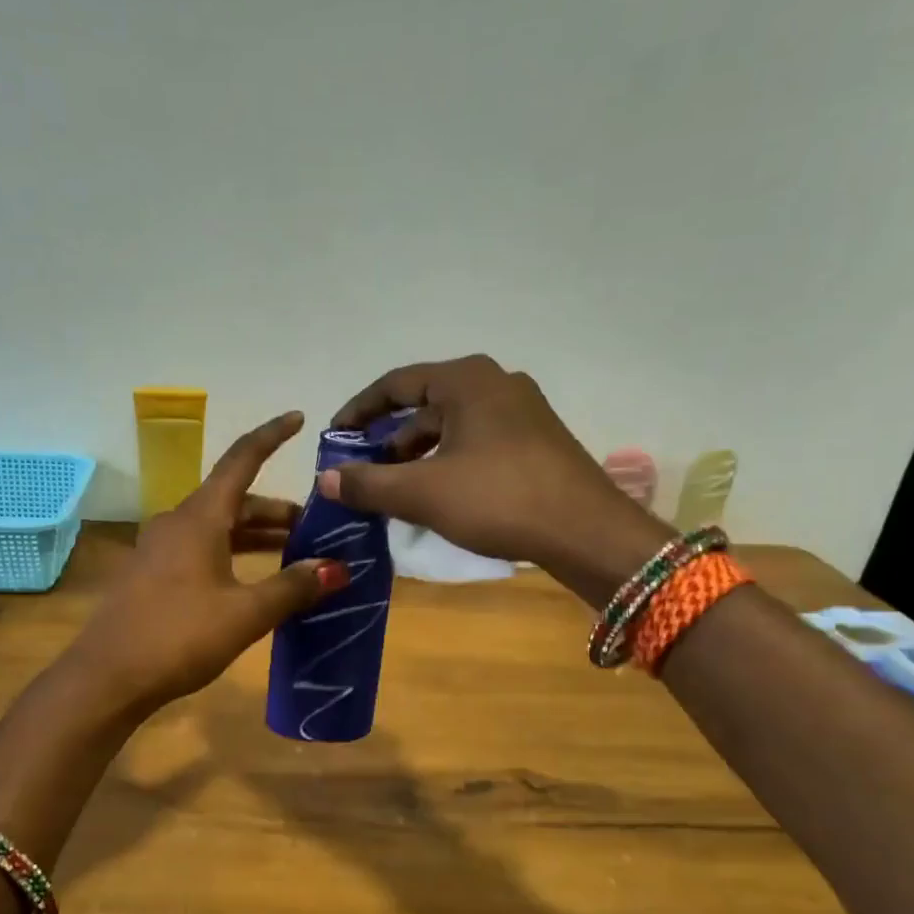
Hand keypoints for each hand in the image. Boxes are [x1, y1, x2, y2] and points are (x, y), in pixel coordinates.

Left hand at [70, 412, 347, 710]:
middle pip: (234, 500)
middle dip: (276, 510)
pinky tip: (253, 580)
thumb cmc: (179, 636)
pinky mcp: (152, 575)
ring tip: (294, 553)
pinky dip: (233, 553)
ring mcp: (160, 549)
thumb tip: (337, 568)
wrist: (107, 678)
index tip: (299, 419)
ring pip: (218, 527)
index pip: (241, 460)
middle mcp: (178, 523)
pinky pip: (202, 549)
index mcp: (200, 518)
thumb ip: (293, 587)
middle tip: (316, 527)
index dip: (272, 436)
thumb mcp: (245, 613)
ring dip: (256, 535)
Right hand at [321, 355, 671, 605]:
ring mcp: (522, 411)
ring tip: (395, 489)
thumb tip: (325, 479)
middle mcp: (496, 383)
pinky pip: (477, 442)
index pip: (396, 384)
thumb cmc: (499, 499)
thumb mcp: (423, 493)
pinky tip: (438, 495)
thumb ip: (368, 483)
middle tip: (363, 471)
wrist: (588, 533)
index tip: (335, 436)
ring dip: (418, 455)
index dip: (359, 410)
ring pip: (452, 426)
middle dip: (389, 439)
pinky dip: (448, 462)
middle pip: (425, 405)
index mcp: (466, 380)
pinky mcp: (536, 441)